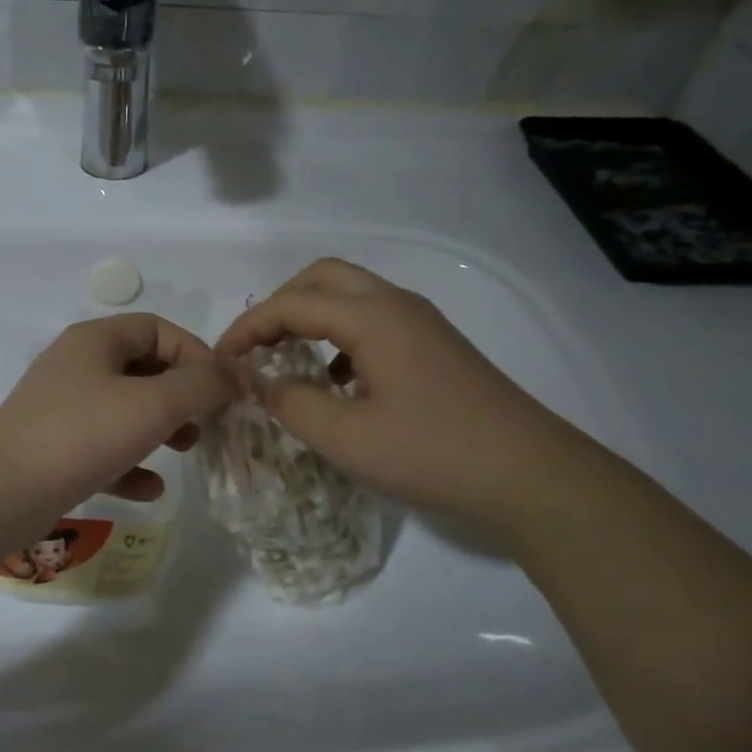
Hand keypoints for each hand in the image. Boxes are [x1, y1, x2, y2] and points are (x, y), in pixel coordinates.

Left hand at [0, 314, 242, 514]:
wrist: (1, 492)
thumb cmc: (82, 434)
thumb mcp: (153, 404)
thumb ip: (202, 385)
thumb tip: (237, 374)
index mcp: (96, 341)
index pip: (158, 329)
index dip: (197, 353)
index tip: (222, 389)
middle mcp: (77, 366)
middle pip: (143, 368)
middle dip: (182, 394)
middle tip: (206, 421)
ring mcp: (62, 408)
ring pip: (125, 409)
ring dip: (161, 427)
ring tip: (187, 450)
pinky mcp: (54, 449)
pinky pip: (103, 448)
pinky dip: (131, 463)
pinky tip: (151, 489)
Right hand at [214, 259, 598, 536]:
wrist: (530, 473)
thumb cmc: (432, 452)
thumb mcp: (346, 438)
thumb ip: (292, 404)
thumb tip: (261, 382)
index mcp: (372, 317)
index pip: (292, 303)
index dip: (248, 326)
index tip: (221, 358)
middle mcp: (396, 304)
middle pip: (323, 277)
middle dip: (280, 305)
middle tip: (257, 347)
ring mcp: (420, 322)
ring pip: (351, 295)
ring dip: (312, 317)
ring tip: (289, 361)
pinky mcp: (435, 344)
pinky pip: (374, 319)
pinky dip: (341, 335)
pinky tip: (338, 381)